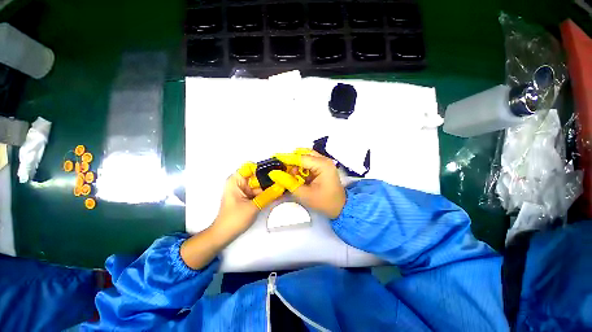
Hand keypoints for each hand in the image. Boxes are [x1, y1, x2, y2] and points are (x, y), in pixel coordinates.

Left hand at [213, 165, 284, 239]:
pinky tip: (279, 193)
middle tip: (284, 179)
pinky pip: (260, 191)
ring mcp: (245, 189)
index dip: (263, 168)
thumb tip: (282, 186)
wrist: (224, 235)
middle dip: (270, 178)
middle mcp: (240, 182)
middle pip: (257, 175)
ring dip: (270, 186)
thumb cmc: (234, 219)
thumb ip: (268, 195)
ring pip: (260, 184)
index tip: (277, 170)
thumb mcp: (253, 206)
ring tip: (284, 186)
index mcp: (236, 180)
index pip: (251, 167)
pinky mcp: (249, 196)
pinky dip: (268, 193)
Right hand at [270, 150, 345, 218]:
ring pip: (306, 156)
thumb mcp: (304, 194)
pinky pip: (309, 162)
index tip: (274, 158)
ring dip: (297, 164)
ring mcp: (324, 162)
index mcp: (322, 165)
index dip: (286, 158)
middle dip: (292, 160)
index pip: (301, 158)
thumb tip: (274, 174)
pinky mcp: (323, 166)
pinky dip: (302, 167)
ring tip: (291, 175)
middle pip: (304, 153)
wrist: (340, 208)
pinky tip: (298, 175)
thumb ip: (288, 182)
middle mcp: (324, 160)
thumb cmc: (324, 202)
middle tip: (283, 169)